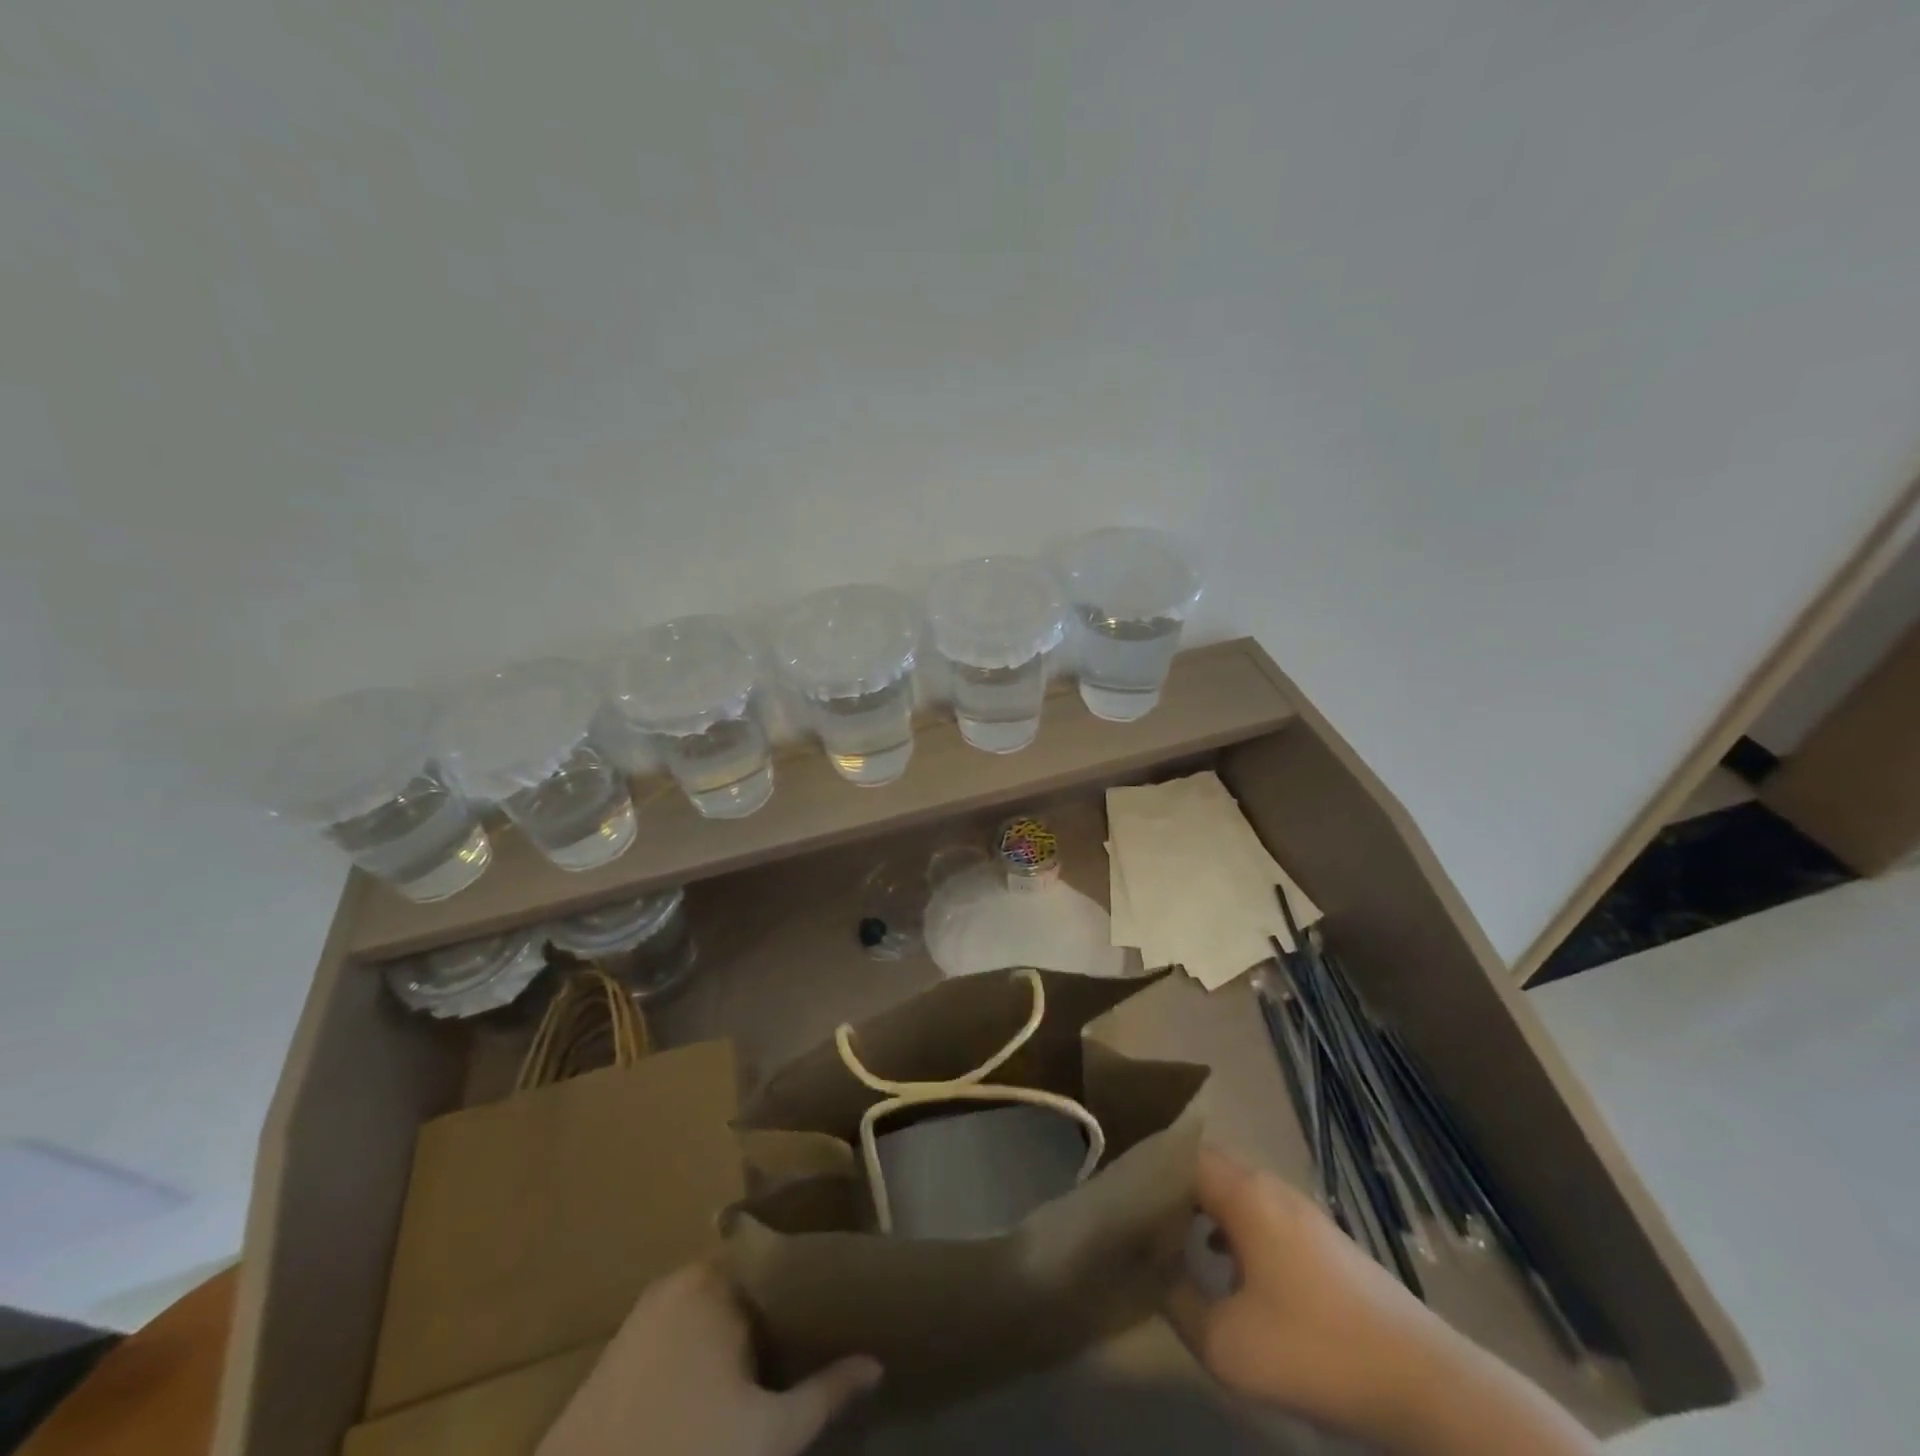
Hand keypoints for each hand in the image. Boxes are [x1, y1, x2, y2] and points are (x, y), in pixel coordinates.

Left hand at [537, 1264, 881, 1455]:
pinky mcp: (618, 1348)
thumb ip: (825, 1393)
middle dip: (775, 1309)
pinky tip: (717, 1387)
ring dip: (738, 1329)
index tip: (835, 1302)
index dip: (808, 1282)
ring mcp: (644, 1312)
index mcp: (718, 1280)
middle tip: (809, 1337)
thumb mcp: (767, 1436)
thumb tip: (876, 1362)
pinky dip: (703, 1345)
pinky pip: (678, 1327)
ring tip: (771, 1363)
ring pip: (711, 1306)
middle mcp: (681, 1279)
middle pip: (745, 1281)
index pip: (779, 1259)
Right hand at [1166, 1146, 1454, 1440]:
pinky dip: (1234, 1227)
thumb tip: (1156, 1275)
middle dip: (1172, 1188)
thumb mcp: (1226, 1343)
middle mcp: (1270, 1188)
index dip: (1148, 1170)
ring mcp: (1302, 1212)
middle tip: (1141, 1217)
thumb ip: (1178, 1302)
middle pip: (1208, 1168)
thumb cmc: (1314, 1349)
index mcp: (1244, 1193)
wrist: (1423, 1383)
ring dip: (1203, 1208)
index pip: (1181, 1155)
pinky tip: (1228, 1267)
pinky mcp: (1324, 1242)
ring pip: (1237, 1192)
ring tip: (1175, 1240)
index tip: (1120, 1194)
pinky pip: (1261, 1215)